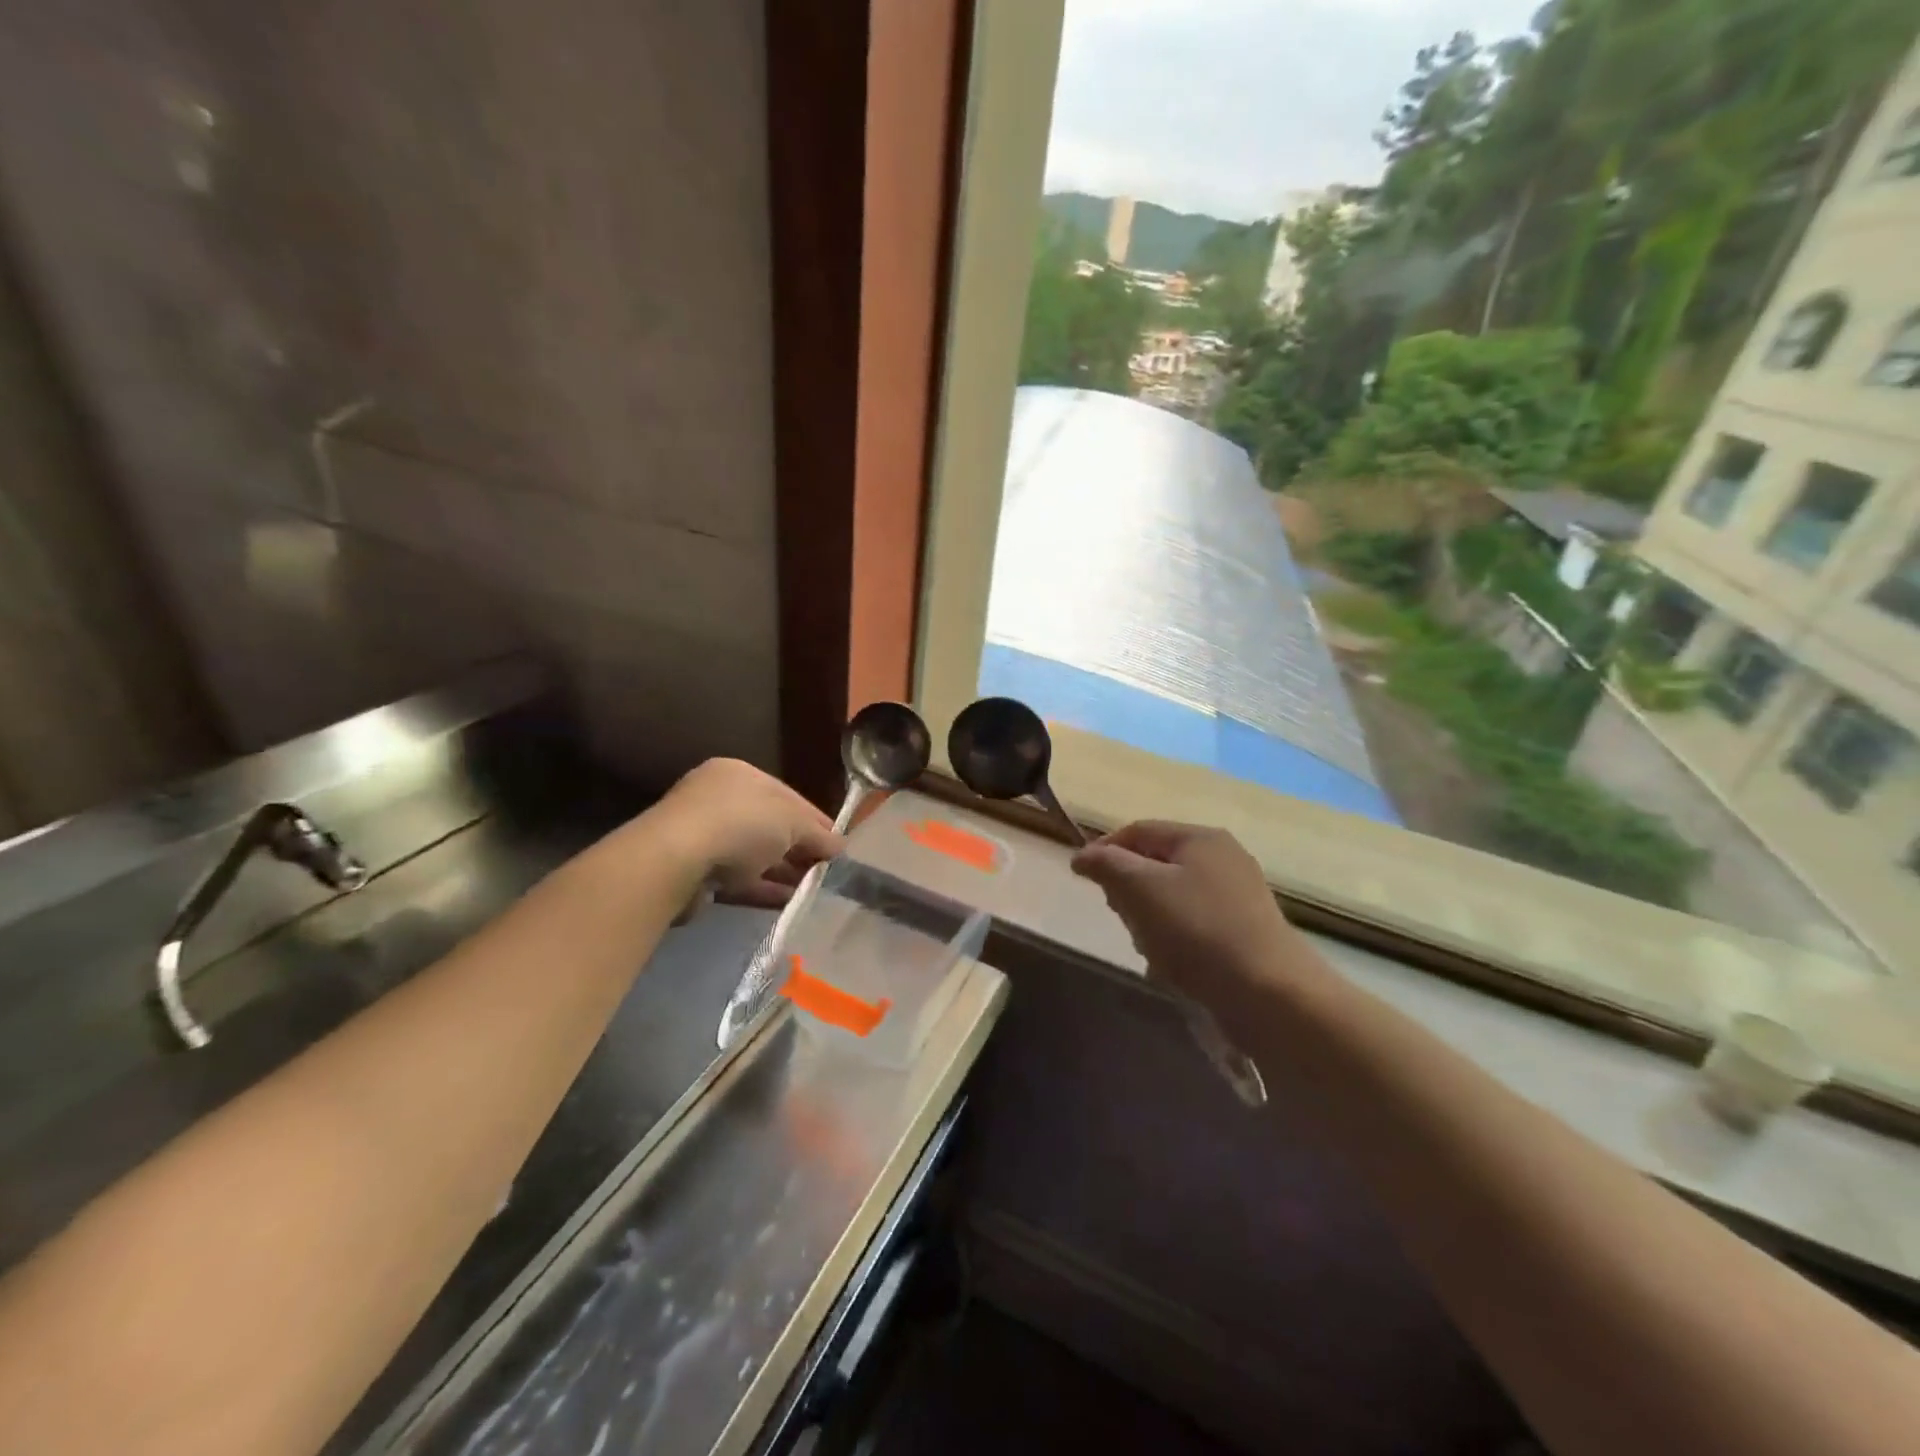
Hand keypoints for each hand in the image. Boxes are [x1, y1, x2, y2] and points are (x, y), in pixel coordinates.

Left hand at [647, 759, 844, 909]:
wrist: (675, 860)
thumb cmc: (741, 824)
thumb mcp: (793, 820)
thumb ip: (819, 834)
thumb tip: (840, 847)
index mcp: (741, 774)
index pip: (789, 796)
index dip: (818, 821)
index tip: (840, 846)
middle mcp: (720, 800)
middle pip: (772, 826)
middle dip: (801, 849)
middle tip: (828, 872)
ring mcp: (704, 836)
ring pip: (755, 854)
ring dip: (784, 872)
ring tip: (814, 890)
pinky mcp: (696, 871)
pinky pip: (740, 879)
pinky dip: (765, 889)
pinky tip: (790, 901)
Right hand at [1070, 820, 1322, 1011]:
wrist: (1270, 994)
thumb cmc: (1196, 930)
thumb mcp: (1139, 889)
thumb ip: (1107, 864)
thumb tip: (1084, 856)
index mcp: (1200, 838)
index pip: (1138, 830)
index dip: (1104, 849)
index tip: (1080, 877)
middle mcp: (1224, 858)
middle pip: (1156, 863)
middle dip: (1128, 887)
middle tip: (1118, 915)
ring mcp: (1239, 896)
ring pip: (1173, 896)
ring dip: (1150, 917)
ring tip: (1147, 946)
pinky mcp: (1246, 931)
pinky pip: (1194, 924)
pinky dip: (1175, 938)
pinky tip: (1171, 965)